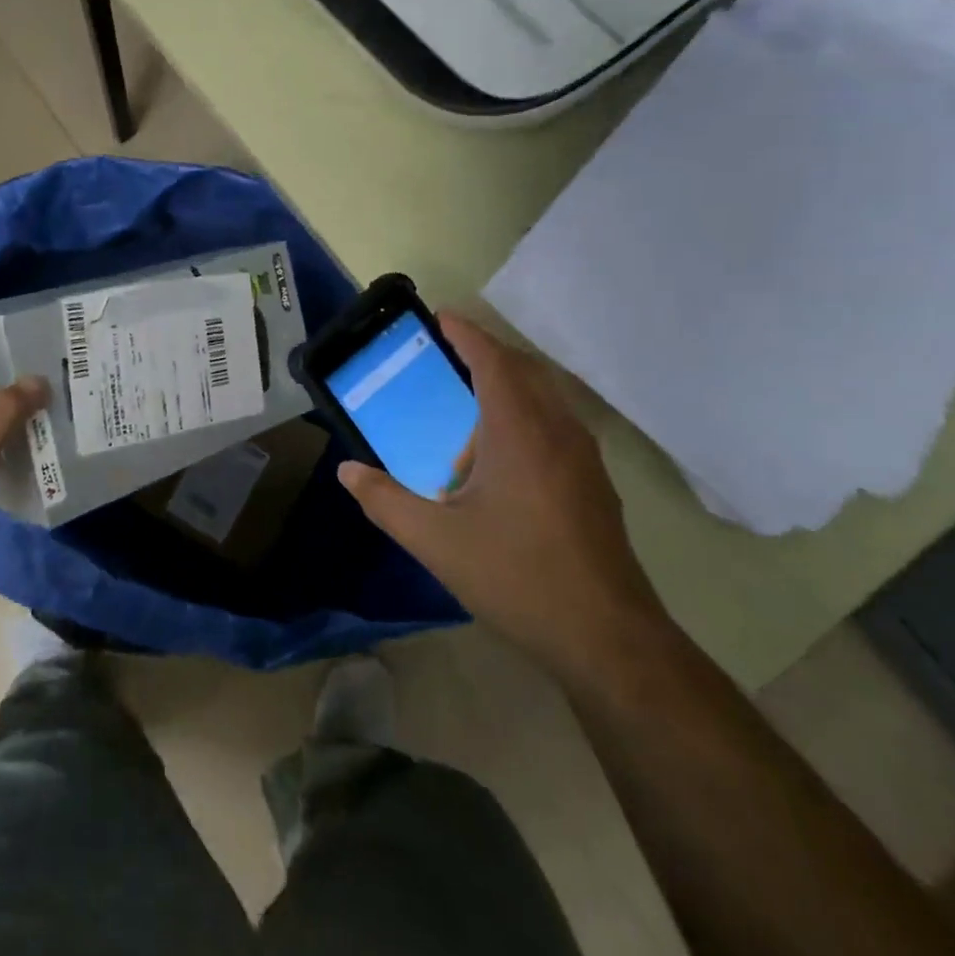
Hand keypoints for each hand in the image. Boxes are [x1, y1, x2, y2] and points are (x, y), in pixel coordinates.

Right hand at [337, 310, 669, 682]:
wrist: (608, 639)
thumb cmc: (516, 576)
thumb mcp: (435, 540)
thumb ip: (384, 501)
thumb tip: (347, 471)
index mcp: (520, 432)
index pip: (492, 361)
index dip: (466, 334)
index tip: (441, 315)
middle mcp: (558, 433)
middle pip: (523, 371)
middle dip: (485, 355)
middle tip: (447, 355)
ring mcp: (584, 459)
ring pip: (543, 400)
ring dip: (504, 394)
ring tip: (464, 430)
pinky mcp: (594, 486)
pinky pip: (554, 428)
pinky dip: (522, 422)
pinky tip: (498, 469)